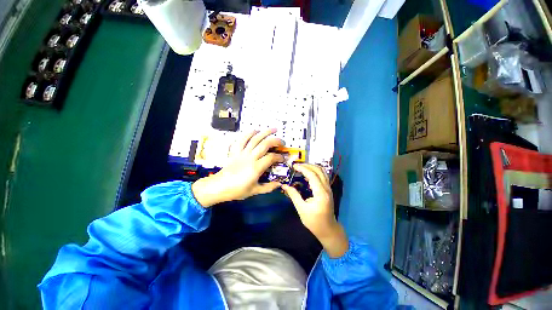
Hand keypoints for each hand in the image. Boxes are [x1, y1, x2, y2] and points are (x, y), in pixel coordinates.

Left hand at [192, 129, 283, 207]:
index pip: (271, 158)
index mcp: (256, 168)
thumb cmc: (237, 190)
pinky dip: (249, 133)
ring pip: (255, 139)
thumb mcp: (255, 191)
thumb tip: (279, 184)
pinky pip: (242, 139)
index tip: (283, 158)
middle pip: (265, 144)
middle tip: (282, 142)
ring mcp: (242, 153)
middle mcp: (250, 157)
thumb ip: (268, 187)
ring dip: (265, 132)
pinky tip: (255, 130)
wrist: (219, 186)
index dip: (279, 157)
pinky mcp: (235, 151)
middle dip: (276, 141)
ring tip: (274, 129)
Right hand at [281, 164, 348, 257]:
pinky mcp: (328, 190)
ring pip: (322, 171)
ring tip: (301, 168)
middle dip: (307, 165)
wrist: (328, 229)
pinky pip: (323, 176)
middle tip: (297, 166)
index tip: (294, 166)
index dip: (303, 169)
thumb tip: (284, 186)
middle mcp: (327, 188)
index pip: (312, 175)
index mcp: (321, 193)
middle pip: (319, 170)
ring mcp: (329, 188)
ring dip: (312, 167)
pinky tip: (307, 175)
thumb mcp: (301, 209)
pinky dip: (315, 172)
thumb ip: (294, 195)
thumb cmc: (314, 222)